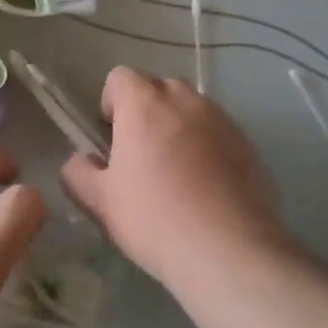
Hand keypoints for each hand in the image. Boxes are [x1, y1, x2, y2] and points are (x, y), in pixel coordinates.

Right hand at [61, 67, 288, 288]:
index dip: (111, 102)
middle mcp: (186, 101)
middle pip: (159, 88)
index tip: (111, 137)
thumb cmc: (153, 218)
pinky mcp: (250, 146)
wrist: (228, 251)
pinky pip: (219, 134)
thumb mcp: (98, 201)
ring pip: (192, 110)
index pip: (120, 76)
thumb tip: (80, 160)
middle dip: (147, 111)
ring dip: (179, 128)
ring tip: (176, 173)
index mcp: (144, 105)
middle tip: (140, 155)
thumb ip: (77, 172)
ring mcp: (223, 121)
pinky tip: (205, 189)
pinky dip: (208, 149)